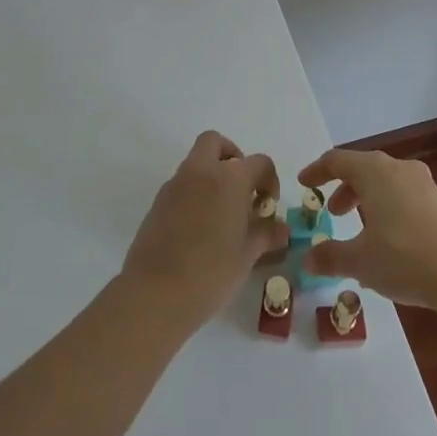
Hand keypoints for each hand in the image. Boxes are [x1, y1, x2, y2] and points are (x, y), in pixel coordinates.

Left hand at [122, 131, 289, 324]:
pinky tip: (200, 228)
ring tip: (223, 215)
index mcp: (229, 179)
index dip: (269, 180)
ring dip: (212, 176)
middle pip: (215, 142)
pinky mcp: (158, 202)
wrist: (156, 293)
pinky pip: (182, 184)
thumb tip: (280, 228)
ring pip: (196, 162)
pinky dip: (195, 193)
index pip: (259, 162)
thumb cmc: (211, 272)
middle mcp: (200, 172)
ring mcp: (175, 184)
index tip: (267, 206)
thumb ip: (265, 234)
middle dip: (232, 157)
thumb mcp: (247, 255)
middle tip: (241, 190)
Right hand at [299, 147, 436, 306]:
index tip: (304, 184)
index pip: (337, 160)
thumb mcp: (359, 261)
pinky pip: (402, 194)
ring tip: (359, 229)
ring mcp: (422, 183)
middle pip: (362, 168)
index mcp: (374, 172)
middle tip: (332, 212)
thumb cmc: (403, 258)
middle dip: (343, 188)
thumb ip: (330, 256)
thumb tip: (307, 260)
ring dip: (366, 199)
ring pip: (384, 182)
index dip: (317, 171)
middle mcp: (398, 168)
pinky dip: (386, 207)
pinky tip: (386, 240)